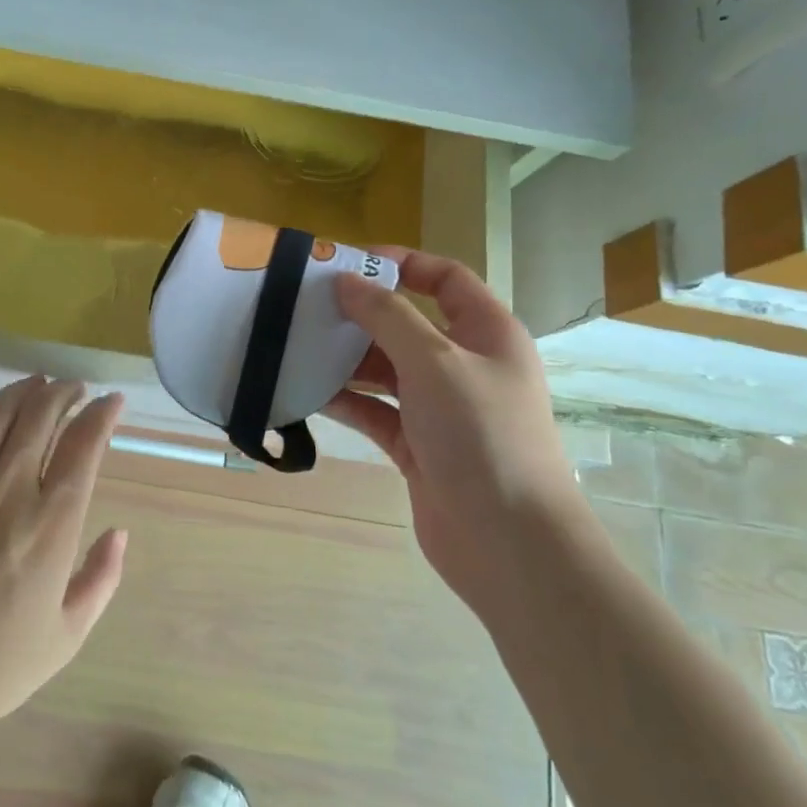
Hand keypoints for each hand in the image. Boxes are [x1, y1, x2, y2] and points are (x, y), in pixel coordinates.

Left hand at [0, 378, 128, 748]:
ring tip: (35, 383)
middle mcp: (10, 490)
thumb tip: (120, 532)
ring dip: (21, 389)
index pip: (85, 444)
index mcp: (52, 524)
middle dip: (64, 391)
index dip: (102, 413)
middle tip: (73, 388)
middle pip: (42, 415)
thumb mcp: (66, 637)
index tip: (111, 401)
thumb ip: (101, 579)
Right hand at [323, 250, 581, 610]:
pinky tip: (307, 392)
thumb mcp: (433, 362)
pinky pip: (375, 410)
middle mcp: (465, 364)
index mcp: (487, 333)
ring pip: (386, 368)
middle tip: (307, 306)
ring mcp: (440, 408)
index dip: (401, 263)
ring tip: (297, 346)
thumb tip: (348, 280)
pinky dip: (346, 400)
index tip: (348, 264)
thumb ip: (388, 316)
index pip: (444, 278)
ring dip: (347, 358)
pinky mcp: (417, 445)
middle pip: (407, 323)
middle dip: (361, 313)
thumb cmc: (481, 435)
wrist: (509, 543)